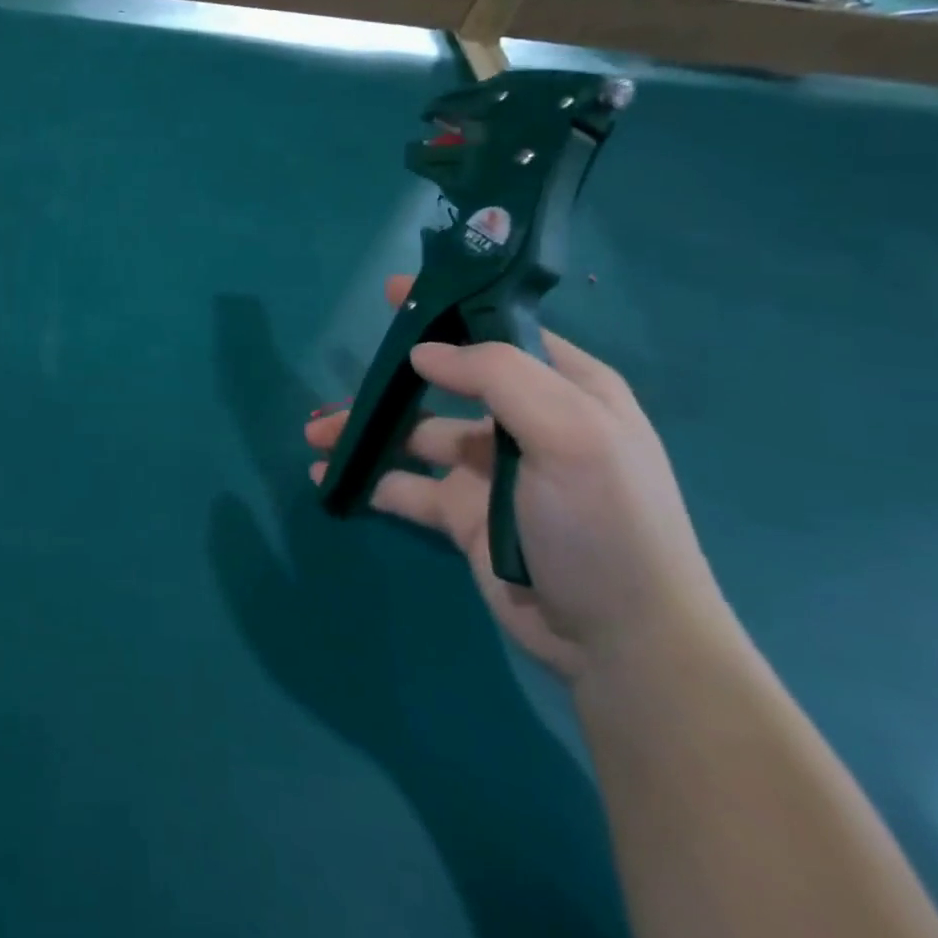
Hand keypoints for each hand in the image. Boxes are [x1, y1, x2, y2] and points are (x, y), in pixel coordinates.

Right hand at [307, 276, 731, 681]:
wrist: (621, 644)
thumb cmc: (604, 524)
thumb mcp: (569, 435)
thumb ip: (497, 376)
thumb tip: (423, 352)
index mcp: (564, 391)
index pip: (499, 332)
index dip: (447, 309)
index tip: (393, 294)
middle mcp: (524, 423)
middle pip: (443, 383)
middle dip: (390, 378)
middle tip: (339, 378)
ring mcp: (490, 471)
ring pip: (414, 434)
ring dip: (366, 430)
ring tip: (315, 436)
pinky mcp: (464, 515)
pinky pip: (405, 485)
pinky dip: (368, 478)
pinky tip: (331, 478)